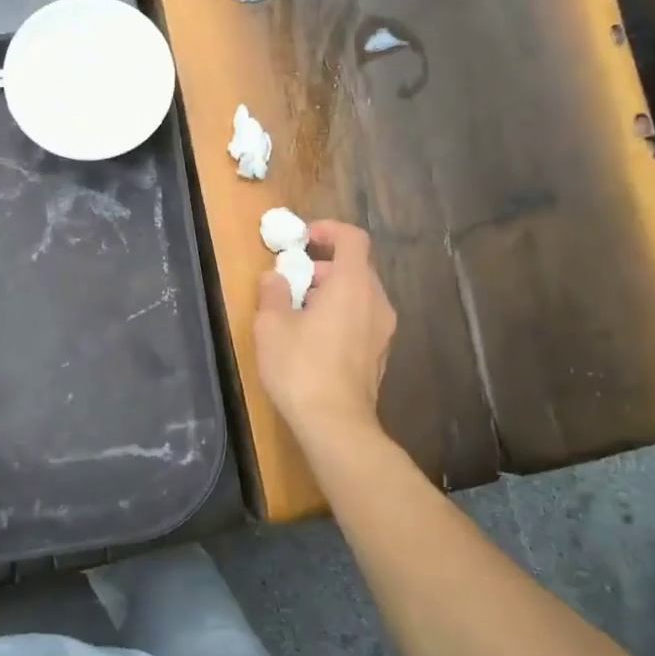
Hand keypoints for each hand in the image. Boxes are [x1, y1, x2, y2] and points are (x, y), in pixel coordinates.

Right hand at [253, 221, 396, 440]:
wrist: (336, 425)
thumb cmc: (301, 367)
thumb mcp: (271, 325)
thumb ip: (272, 293)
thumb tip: (274, 277)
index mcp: (353, 285)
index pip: (353, 239)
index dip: (329, 230)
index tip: (304, 239)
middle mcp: (376, 302)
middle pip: (356, 267)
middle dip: (323, 266)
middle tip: (293, 281)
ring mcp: (383, 331)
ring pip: (360, 295)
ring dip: (331, 292)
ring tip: (299, 312)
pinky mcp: (380, 355)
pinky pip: (362, 319)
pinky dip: (341, 315)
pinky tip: (314, 339)